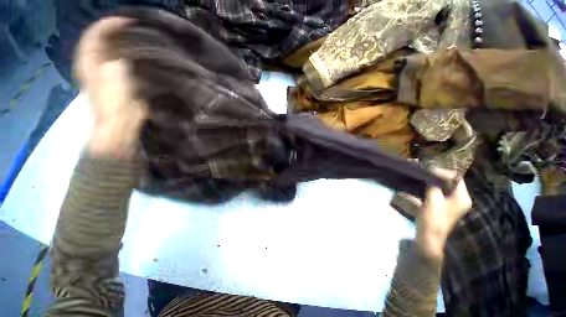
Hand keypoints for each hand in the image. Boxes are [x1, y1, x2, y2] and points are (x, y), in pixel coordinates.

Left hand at [74, 17, 146, 157]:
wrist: (120, 126)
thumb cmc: (115, 106)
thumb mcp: (113, 84)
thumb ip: (114, 67)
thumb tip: (120, 59)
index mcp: (88, 63)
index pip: (94, 36)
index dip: (108, 25)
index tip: (128, 21)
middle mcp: (94, 65)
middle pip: (101, 40)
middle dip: (116, 31)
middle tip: (135, 27)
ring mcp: (105, 73)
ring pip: (111, 50)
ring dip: (122, 42)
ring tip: (138, 37)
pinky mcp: (117, 81)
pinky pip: (121, 62)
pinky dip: (129, 56)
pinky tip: (140, 55)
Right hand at [416, 169, 471, 257]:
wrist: (429, 236)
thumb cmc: (433, 218)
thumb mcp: (433, 199)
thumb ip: (434, 184)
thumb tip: (431, 171)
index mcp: (463, 198)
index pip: (457, 178)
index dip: (444, 171)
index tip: (429, 167)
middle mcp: (461, 199)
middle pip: (451, 182)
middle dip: (437, 175)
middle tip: (424, 170)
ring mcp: (453, 204)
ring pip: (444, 187)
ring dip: (434, 181)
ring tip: (422, 175)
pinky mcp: (444, 207)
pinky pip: (440, 193)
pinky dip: (432, 188)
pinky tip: (423, 185)